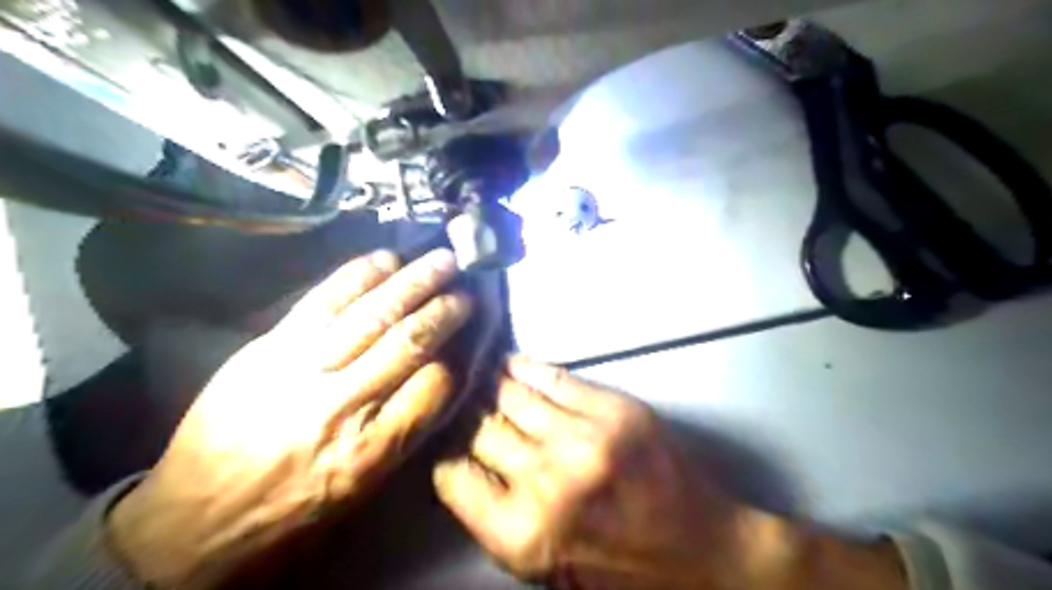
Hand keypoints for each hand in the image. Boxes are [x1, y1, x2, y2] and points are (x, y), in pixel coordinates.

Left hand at [105, 248, 467, 588]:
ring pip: (372, 314)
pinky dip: (359, 275)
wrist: (195, 518)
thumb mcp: (364, 487)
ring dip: (414, 282)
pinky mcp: (268, 347)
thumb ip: (407, 429)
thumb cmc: (293, 509)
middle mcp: (341, 405)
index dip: (463, 353)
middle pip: (409, 343)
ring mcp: (302, 369)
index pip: (437, 386)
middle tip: (468, 289)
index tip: (476, 332)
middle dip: (446, 310)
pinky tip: (386, 259)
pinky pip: (323, 300)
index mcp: (371, 450)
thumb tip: (443, 377)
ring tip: (443, 261)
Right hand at [431, 355, 908, 589]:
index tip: (449, 448)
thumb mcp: (545, 568)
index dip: (447, 459)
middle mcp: (547, 480)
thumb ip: (498, 519)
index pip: (454, 478)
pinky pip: (553, 377)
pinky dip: (525, 368)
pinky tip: (511, 363)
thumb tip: (466, 463)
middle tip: (464, 409)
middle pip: (482, 431)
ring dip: (491, 388)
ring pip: (512, 396)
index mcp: (524, 535)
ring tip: (480, 376)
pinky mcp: (614, 409)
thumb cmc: (620, 571)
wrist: (705, 553)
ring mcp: (584, 437)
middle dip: (469, 421)